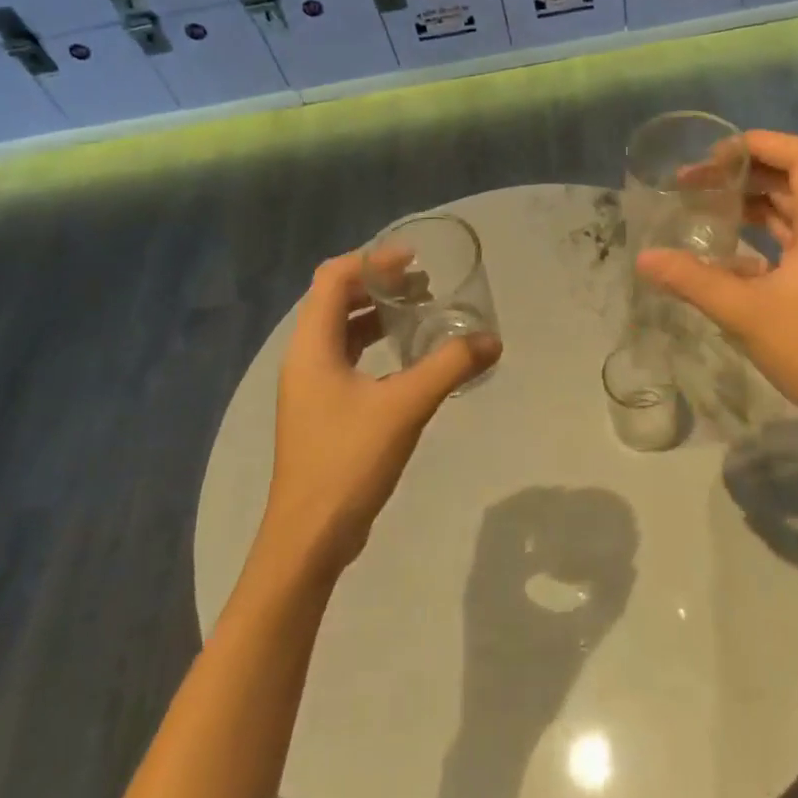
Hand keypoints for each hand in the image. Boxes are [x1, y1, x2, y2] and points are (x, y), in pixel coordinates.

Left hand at [259, 252, 502, 580]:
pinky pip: (346, 358)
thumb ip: (449, 367)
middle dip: (378, 284)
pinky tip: (407, 358)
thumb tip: (493, 341)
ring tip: (419, 311)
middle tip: (422, 283)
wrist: (309, 538)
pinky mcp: (321, 409)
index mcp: (312, 345)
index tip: (414, 259)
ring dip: (376, 314)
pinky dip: (374, 345)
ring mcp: (310, 385)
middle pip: (336, 299)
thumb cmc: (347, 461)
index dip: (372, 260)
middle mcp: (304, 357)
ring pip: (341, 330)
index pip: (334, 278)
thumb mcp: (404, 407)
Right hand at [635, 130, 797, 443]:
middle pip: (789, 176)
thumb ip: (691, 279)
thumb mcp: (743, 311)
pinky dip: (752, 231)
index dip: (759, 144)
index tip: (714, 157)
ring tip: (700, 202)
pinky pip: (783, 236)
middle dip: (741, 171)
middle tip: (693, 180)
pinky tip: (718, 247)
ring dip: (746, 199)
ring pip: (786, 206)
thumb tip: (643, 257)